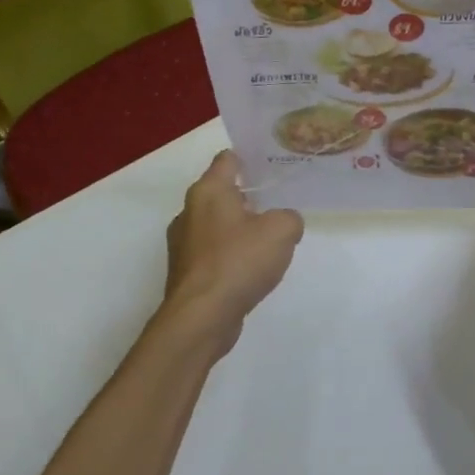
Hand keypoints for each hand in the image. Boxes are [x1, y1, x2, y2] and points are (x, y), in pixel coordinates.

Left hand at [162, 151, 303, 355]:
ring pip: (218, 224)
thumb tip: (284, 223)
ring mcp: (184, 244)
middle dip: (249, 196)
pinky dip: (232, 255)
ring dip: (241, 228)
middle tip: (279, 202)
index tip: (272, 163)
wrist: (202, 317)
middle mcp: (189, 212)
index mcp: (208, 191)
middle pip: (222, 193)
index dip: (250, 158)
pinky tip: (252, 269)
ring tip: (270, 239)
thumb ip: (289, 218)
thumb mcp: (281, 231)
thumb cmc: (239, 261)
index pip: (227, 159)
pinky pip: (214, 253)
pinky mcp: (186, 272)